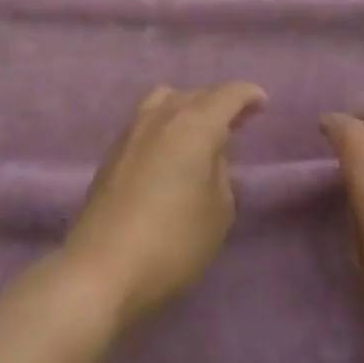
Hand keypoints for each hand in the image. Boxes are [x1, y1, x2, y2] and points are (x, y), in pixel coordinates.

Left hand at [61, 83, 266, 331]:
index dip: (247, 95)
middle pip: (195, 94)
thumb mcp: (218, 211)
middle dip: (220, 102)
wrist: (102, 268)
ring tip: (202, 131)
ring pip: (166, 100)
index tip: (261, 103)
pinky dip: (167, 122)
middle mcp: (161, 117)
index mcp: (194, 125)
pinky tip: (172, 150)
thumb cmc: (173, 242)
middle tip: (239, 121)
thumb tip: (210, 156)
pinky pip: (147, 120)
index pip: (226, 95)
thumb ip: (221, 173)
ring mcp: (132, 132)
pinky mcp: (113, 152)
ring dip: (189, 107)